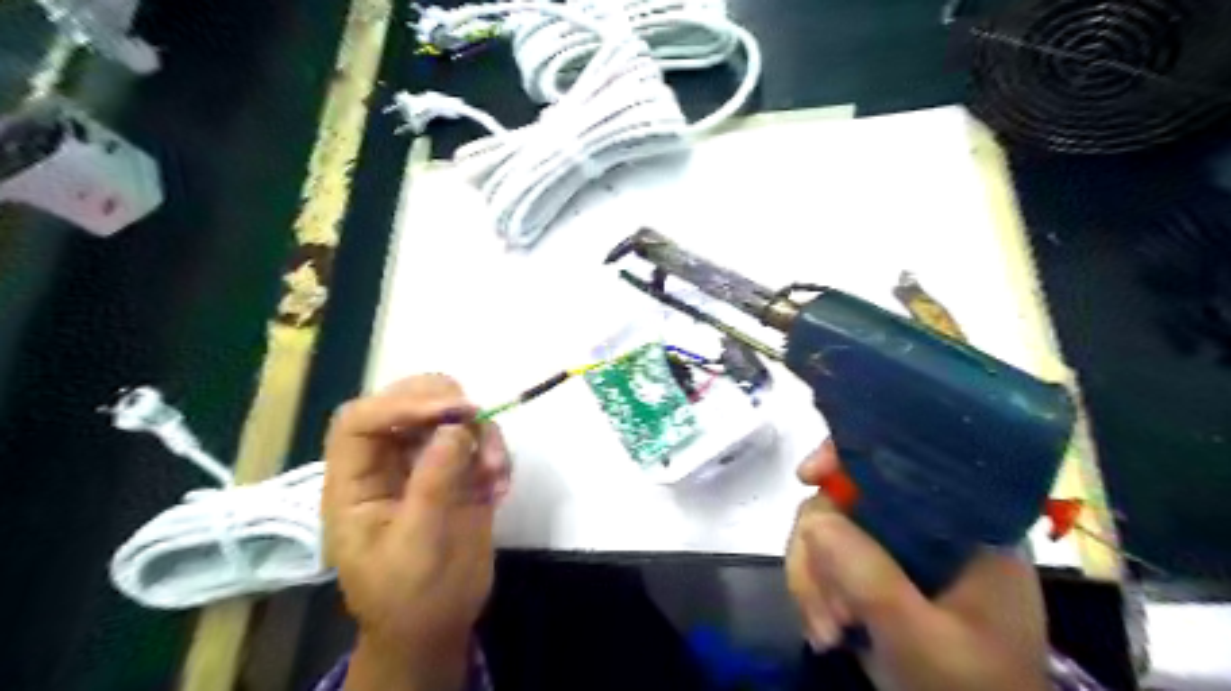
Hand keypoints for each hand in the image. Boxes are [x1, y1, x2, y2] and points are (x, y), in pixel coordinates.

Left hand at [322, 378, 508, 690]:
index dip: (401, 405)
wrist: (437, 625)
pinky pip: (479, 440)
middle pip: (404, 402)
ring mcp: (425, 465)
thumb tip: (456, 426)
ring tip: (495, 473)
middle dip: (444, 402)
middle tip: (478, 417)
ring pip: (448, 416)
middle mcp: (388, 463)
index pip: (362, 421)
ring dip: (480, 432)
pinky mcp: (459, 472)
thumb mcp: (417, 546)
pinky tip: (500, 488)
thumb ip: (433, 484)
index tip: (452, 411)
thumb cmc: (411, 597)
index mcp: (356, 482)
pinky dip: (496, 454)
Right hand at [787, 443, 1047, 690]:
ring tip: (825, 632)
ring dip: (811, 577)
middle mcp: (925, 524)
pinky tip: (823, 632)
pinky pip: (822, 556)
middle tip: (824, 609)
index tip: (808, 477)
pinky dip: (812, 590)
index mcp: (964, 523)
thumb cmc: (972, 689)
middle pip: (847, 496)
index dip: (849, 455)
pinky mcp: (873, 570)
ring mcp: (896, 547)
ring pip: (825, 527)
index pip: (903, 460)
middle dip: (819, 549)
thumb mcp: (926, 640)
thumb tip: (814, 522)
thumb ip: (873, 581)